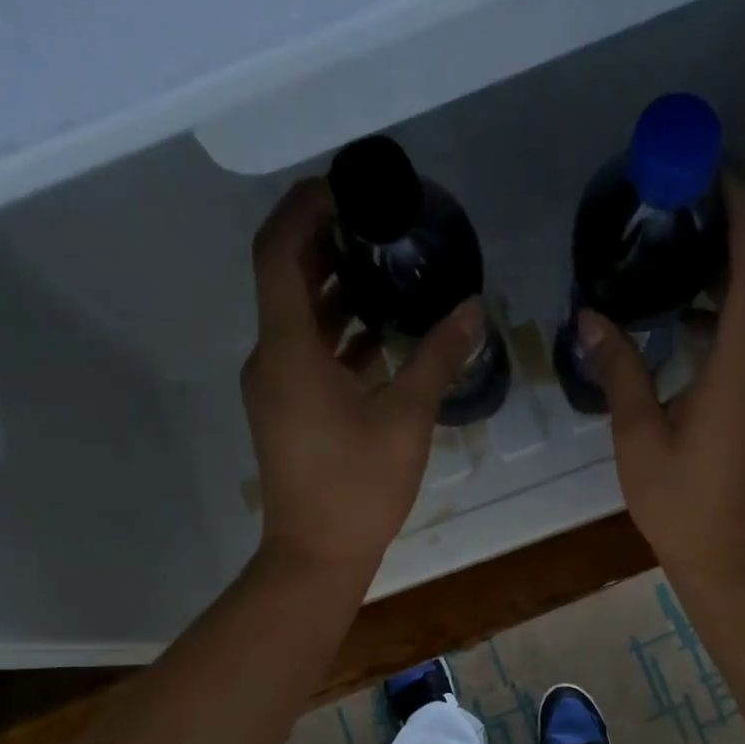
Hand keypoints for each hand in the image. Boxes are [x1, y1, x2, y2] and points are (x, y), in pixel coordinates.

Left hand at [242, 179, 481, 577]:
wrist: (315, 556)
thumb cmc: (357, 487)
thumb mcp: (406, 419)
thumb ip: (438, 358)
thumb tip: (473, 309)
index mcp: (288, 349)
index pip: (277, 252)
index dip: (304, 208)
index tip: (345, 187)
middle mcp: (270, 359)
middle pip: (286, 280)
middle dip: (326, 244)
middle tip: (377, 224)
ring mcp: (275, 388)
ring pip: (298, 320)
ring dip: (334, 292)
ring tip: (386, 272)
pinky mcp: (287, 412)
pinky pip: (306, 355)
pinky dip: (337, 336)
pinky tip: (379, 339)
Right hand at [586, 174, 744, 575]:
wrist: (721, 553)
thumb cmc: (678, 501)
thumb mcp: (638, 436)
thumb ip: (620, 370)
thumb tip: (590, 317)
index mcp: (738, 368)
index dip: (744, 216)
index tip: (721, 171)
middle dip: (741, 227)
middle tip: (696, 193)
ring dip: (734, 267)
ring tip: (685, 243)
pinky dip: (727, 308)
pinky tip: (683, 314)